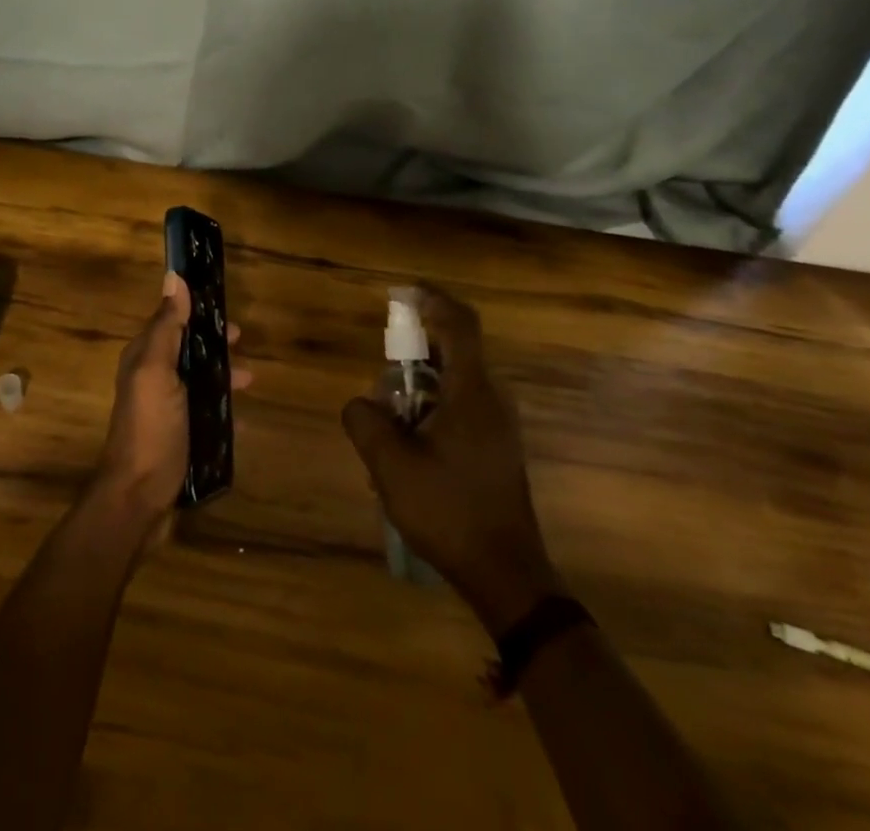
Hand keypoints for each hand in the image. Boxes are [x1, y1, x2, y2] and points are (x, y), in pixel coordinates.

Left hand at [94, 273, 244, 527]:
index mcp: (144, 358)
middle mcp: (152, 379)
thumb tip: (173, 277)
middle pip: (186, 350)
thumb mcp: (157, 371)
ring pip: (198, 380)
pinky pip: (205, 412)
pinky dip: (222, 408)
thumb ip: (166, 327)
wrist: (138, 498)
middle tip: (243, 342)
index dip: (195, 311)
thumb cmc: (150, 428)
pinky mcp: (179, 436)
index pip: (170, 322)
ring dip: (222, 374)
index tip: (225, 305)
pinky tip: (243, 416)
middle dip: (213, 343)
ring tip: (250, 380)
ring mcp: (165, 410)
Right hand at [341, 287, 561, 635]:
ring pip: (454, 382)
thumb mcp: (390, 465)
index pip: (459, 324)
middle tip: (383, 381)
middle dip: (413, 354)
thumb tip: (362, 404)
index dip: (432, 300)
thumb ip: (365, 420)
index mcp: (472, 393)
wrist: (507, 576)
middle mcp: (492, 399)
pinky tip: (409, 448)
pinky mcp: (497, 447)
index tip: (402, 294)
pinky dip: (431, 409)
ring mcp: (499, 425)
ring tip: (389, 424)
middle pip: (453, 351)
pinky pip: (461, 407)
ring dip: (419, 388)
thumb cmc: (449, 512)